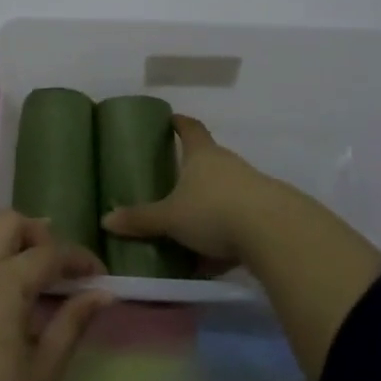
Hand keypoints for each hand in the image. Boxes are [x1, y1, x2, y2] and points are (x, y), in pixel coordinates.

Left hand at [0, 209, 109, 380]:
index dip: (79, 260)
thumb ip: (72, 323)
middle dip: (40, 236)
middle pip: (9, 225)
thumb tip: (104, 293)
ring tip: (26, 260)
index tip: (100, 275)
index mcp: (3, 284)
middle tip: (60, 270)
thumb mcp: (43, 373)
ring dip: (5, 236)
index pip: (50, 254)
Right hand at [101, 114, 289, 266]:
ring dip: (209, 207)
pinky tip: (214, 260)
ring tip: (189, 228)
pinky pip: (239, 221)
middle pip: (208, 160)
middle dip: (192, 171)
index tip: (171, 119)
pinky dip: (225, 235)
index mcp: (202, 155)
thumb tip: (106, 220)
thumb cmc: (213, 211)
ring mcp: (251, 187)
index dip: (179, 123)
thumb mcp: (170, 218)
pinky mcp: (266, 213)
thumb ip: (141, 219)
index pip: (190, 129)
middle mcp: (228, 164)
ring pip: (225, 193)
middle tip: (172, 182)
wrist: (273, 232)